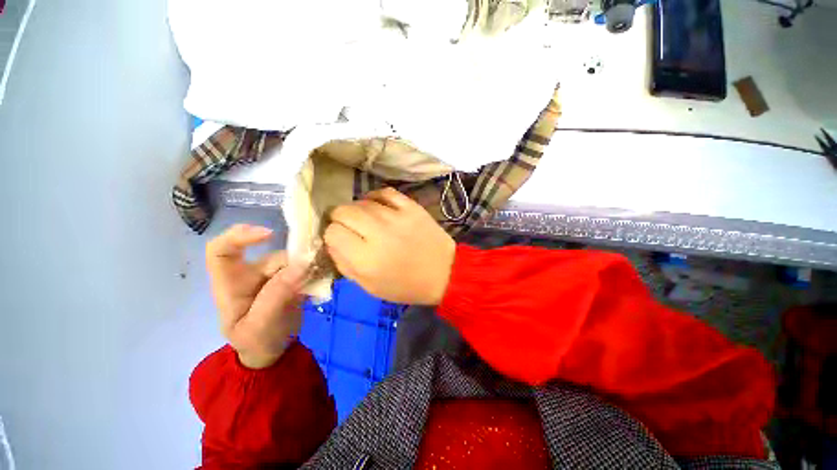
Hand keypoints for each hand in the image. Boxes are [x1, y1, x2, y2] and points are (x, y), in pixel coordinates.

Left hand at [206, 225, 307, 368]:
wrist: (273, 352)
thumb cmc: (256, 343)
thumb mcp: (259, 325)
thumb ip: (276, 295)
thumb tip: (302, 264)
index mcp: (231, 284)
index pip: (221, 250)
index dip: (239, 235)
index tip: (270, 235)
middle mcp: (251, 274)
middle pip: (272, 256)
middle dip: (293, 262)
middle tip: (313, 271)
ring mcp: (273, 277)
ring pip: (293, 262)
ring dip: (308, 268)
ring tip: (319, 281)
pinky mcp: (291, 280)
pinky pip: (305, 269)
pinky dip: (315, 272)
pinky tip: (321, 282)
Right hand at [324, 188, 454, 304]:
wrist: (443, 273)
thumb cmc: (406, 285)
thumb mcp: (369, 286)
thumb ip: (344, 264)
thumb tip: (331, 242)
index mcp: (366, 259)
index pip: (333, 232)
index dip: (332, 235)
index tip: (340, 240)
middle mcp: (378, 233)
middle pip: (343, 211)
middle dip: (339, 219)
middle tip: (349, 228)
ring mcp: (397, 217)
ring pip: (362, 201)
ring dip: (357, 209)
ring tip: (364, 220)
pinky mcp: (411, 207)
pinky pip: (385, 192)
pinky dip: (375, 197)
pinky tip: (375, 206)